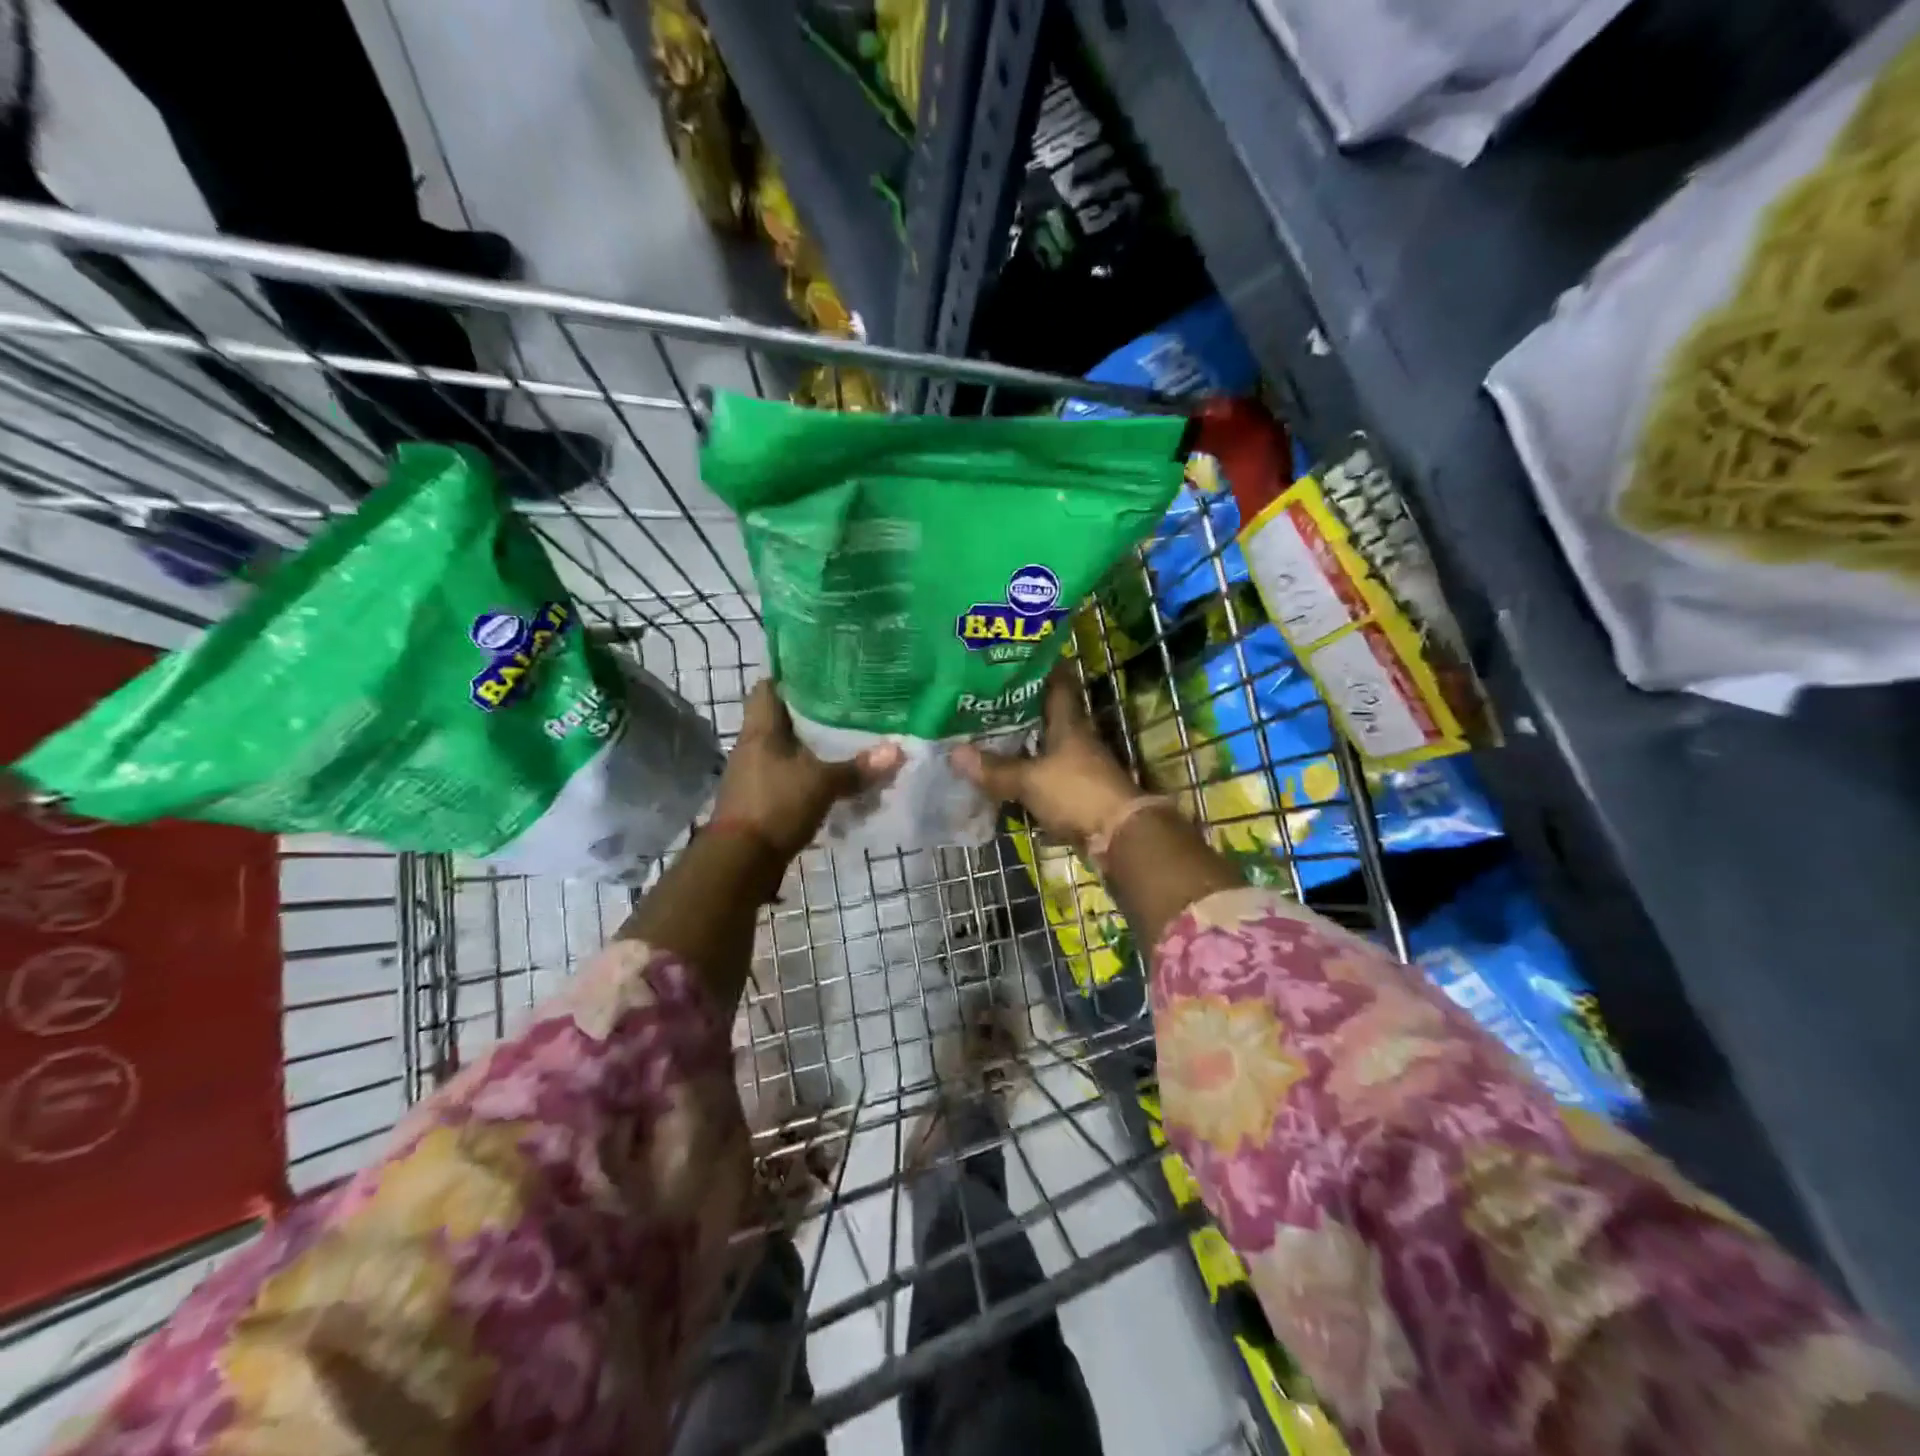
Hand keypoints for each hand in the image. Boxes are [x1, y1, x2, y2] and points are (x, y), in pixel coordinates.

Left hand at [713, 682, 901, 859]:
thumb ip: (858, 768)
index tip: (823, 673)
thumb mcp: (823, 784)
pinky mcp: (760, 799)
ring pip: (786, 749)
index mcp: (761, 729)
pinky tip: (833, 778)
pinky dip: (808, 775)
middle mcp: (753, 746)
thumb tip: (898, 750)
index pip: (769, 687)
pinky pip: (788, 776)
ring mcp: (754, 774)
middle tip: (848, 707)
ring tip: (847, 742)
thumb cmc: (776, 806)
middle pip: (782, 719)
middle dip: (812, 714)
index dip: (792, 676)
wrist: (741, 861)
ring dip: (811, 748)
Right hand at [949, 664, 1141, 848]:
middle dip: (1017, 708)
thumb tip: (953, 752)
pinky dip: (1024, 774)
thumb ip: (995, 768)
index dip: (1039, 668)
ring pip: (1043, 747)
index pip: (1057, 684)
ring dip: (1020, 743)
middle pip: (1046, 716)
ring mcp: (1077, 767)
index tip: (1014, 657)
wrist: (1119, 836)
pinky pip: (1043, 776)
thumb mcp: (1031, 779)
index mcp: (1069, 724)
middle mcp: (1075, 740)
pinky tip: (1002, 775)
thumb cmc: (1077, 793)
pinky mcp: (1075, 793)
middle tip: (983, 698)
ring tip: (984, 734)